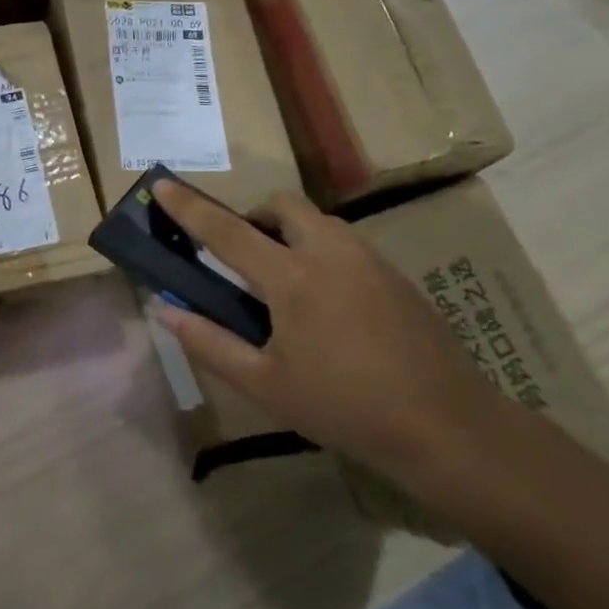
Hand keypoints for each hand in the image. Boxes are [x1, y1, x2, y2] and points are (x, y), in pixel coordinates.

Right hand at [151, 178, 502, 485]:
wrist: (446, 425)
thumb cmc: (344, 406)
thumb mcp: (265, 384)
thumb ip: (210, 343)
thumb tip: (166, 312)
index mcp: (292, 278)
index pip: (227, 231)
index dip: (189, 208)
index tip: (162, 184)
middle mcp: (330, 253)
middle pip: (282, 205)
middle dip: (254, 216)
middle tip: (242, 255)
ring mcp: (369, 260)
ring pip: (318, 221)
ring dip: (289, 233)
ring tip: (283, 284)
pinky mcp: (396, 275)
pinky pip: (345, 243)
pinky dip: (320, 252)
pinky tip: (327, 305)